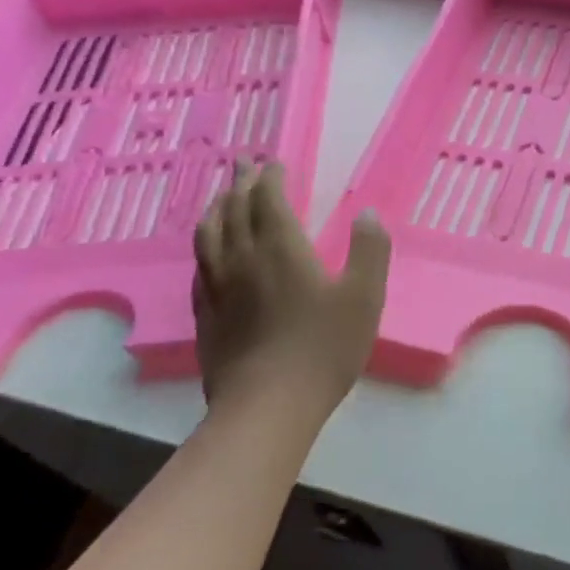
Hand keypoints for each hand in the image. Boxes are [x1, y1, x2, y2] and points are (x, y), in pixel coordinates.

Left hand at [191, 163, 390, 422]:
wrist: (267, 406)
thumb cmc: (323, 347)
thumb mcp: (364, 296)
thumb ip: (369, 250)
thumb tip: (367, 213)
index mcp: (280, 248)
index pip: (268, 199)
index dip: (270, 178)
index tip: (274, 163)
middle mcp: (243, 258)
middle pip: (234, 209)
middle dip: (241, 183)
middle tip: (245, 165)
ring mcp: (218, 287)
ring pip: (209, 234)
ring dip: (217, 208)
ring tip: (222, 198)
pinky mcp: (205, 315)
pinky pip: (200, 266)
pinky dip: (206, 245)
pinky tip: (210, 253)